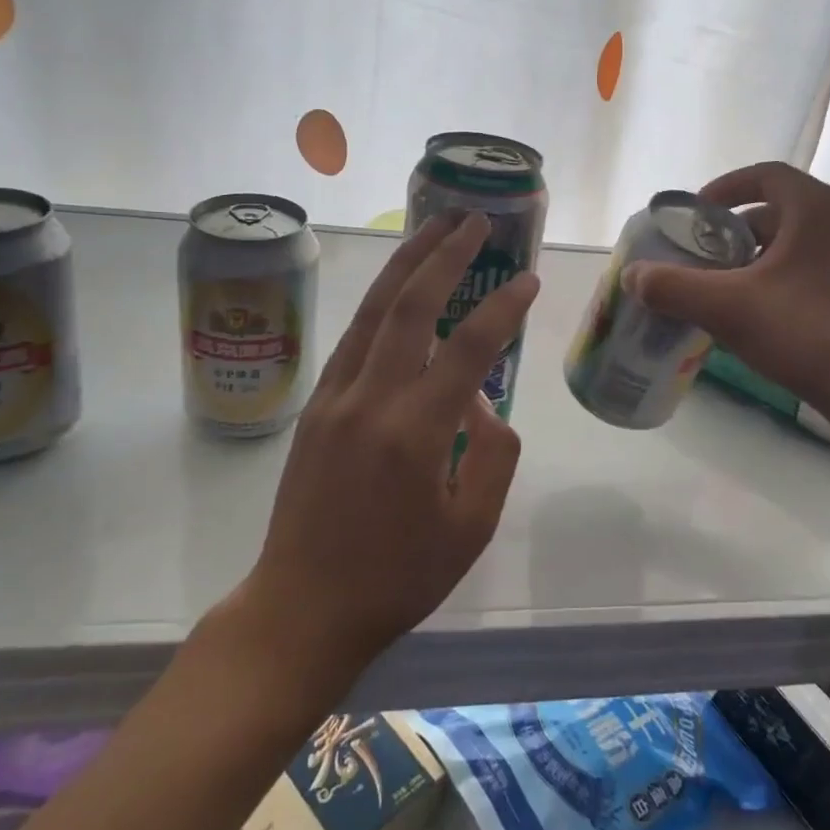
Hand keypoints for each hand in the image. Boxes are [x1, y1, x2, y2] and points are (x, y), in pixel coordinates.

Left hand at [240, 212, 539, 683]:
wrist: (303, 608)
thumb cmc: (398, 578)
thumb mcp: (471, 529)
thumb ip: (493, 457)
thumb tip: (483, 403)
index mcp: (417, 434)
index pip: (469, 349)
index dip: (503, 308)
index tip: (527, 280)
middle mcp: (371, 401)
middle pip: (410, 306)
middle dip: (444, 255)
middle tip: (473, 221)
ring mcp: (334, 399)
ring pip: (372, 311)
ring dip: (405, 264)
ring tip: (434, 228)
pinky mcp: (314, 407)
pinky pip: (353, 339)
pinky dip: (380, 304)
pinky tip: (398, 290)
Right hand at [623, 161, 829, 426]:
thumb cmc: (808, 335)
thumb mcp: (728, 309)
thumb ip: (673, 287)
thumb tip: (632, 275)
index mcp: (818, 207)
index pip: (765, 174)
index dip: (724, 188)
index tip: (695, 214)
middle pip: (779, 209)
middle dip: (735, 230)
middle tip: (703, 257)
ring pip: (797, 241)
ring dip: (758, 256)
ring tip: (726, 288)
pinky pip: (815, 266)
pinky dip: (783, 276)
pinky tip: (764, 314)